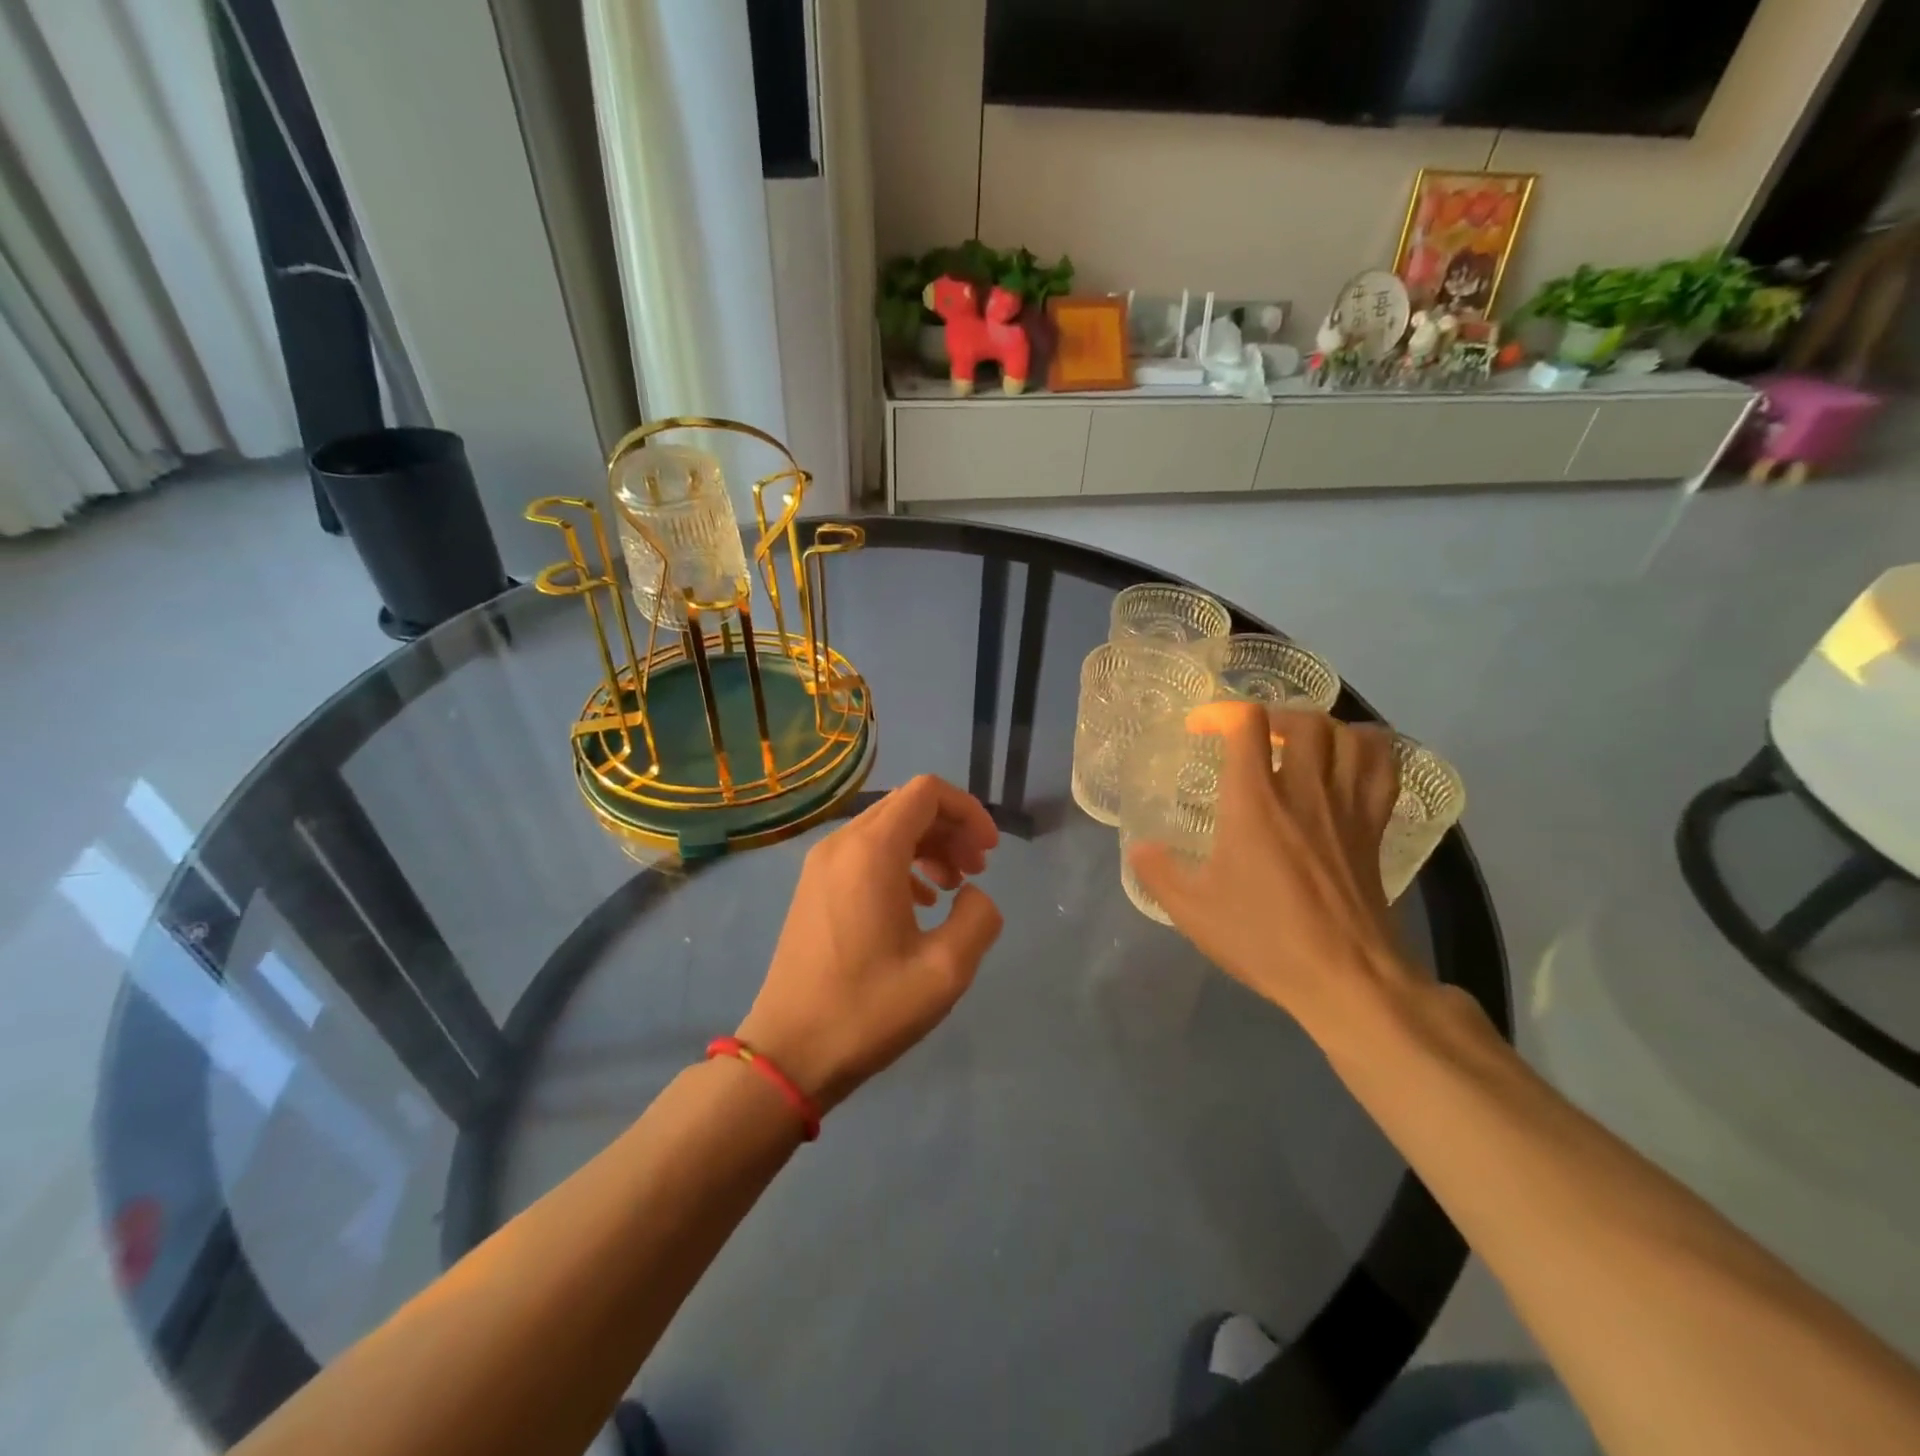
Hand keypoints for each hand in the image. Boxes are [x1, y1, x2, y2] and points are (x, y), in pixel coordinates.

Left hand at [737, 775, 1003, 1111]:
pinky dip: (901, 863)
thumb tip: (973, 894)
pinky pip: (865, 853)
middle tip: (977, 871)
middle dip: (951, 829)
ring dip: (928, 846)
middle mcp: (842, 844)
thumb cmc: (868, 1010)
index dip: (968, 812)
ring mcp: (821, 865)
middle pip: (907, 806)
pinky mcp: (814, 887)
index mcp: (871, 851)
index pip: (927, 792)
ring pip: (886, 829)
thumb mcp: (945, 970)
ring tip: (954, 888)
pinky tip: (919, 903)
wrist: (789, 1053)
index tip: (990, 853)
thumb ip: (978, 918)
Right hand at [1127, 703, 1419, 1048]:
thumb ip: (1159, 873)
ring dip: (1322, 727)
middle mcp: (1304, 790)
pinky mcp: (1375, 827)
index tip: (1201, 729)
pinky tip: (1349, 759)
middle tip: (1253, 736)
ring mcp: (1347, 807)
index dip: (1221, 713)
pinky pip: (1384, 768)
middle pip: (1303, 720)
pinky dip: (1369, 748)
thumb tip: (1140, 848)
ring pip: (1348, 736)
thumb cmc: (1264, 939)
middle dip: (1274, 715)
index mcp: (1254, 802)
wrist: (1345, 977)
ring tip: (1300, 743)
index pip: (1246, 724)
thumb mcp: (1193, 911)